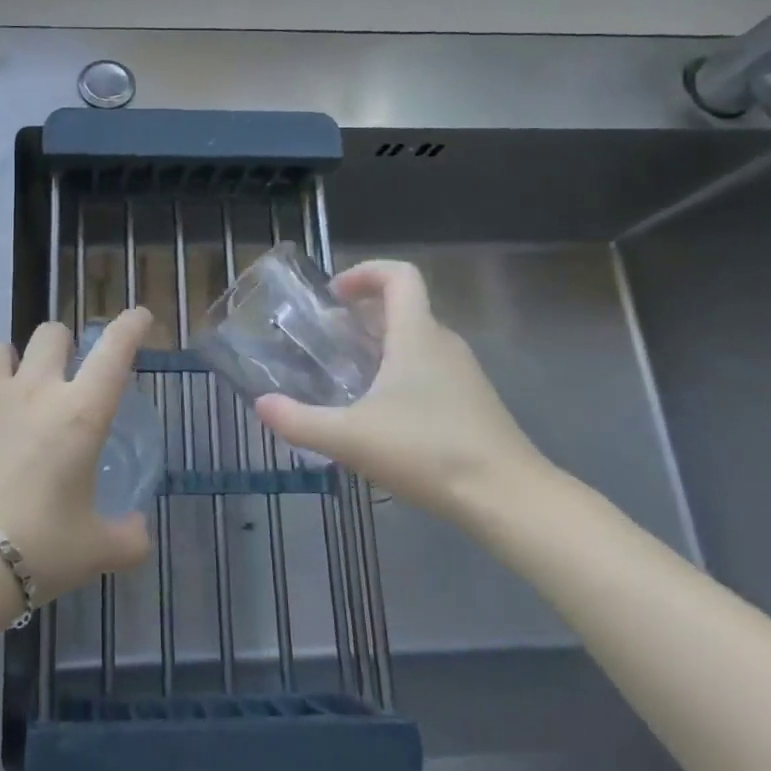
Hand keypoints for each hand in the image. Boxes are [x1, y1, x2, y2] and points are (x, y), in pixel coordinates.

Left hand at [0, 308, 154, 602]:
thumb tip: (139, 534)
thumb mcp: (92, 551)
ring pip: (2, 348)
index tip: (139, 315)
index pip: (114, 352)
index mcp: (79, 413)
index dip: (130, 327)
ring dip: (15, 362)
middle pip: (51, 334)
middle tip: (65, 375)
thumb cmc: (35, 548)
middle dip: (64, 344)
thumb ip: (126, 539)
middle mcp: (34, 391)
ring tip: (15, 394)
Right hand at [254, 260, 547, 518]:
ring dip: (380, 344)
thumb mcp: (351, 438)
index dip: (365, 272)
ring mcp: (463, 374)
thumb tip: (261, 405)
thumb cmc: (428, 452)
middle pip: (404, 306)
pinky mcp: (472, 402)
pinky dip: (399, 372)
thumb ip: (300, 421)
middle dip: (363, 313)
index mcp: (417, 335)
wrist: (508, 498)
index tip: (334, 295)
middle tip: (327, 339)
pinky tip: (380, 413)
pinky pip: (429, 368)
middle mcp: (443, 343)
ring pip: (416, 340)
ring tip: (346, 375)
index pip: (400, 275)